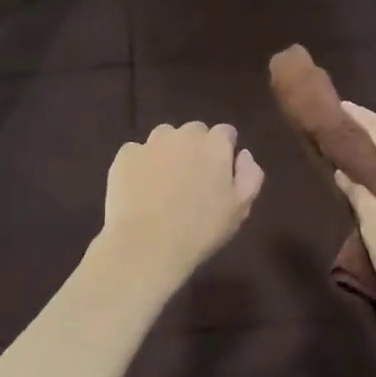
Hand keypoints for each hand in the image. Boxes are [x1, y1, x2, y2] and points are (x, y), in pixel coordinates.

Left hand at [99, 123, 264, 286]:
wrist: (146, 244)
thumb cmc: (200, 230)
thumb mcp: (240, 209)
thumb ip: (250, 176)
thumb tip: (244, 155)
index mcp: (215, 145)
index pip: (225, 133)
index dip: (225, 150)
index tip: (221, 173)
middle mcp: (183, 135)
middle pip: (194, 132)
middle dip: (196, 148)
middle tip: (192, 179)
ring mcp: (150, 143)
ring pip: (164, 138)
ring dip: (168, 152)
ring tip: (164, 183)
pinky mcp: (125, 155)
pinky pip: (137, 153)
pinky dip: (141, 164)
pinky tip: (140, 189)